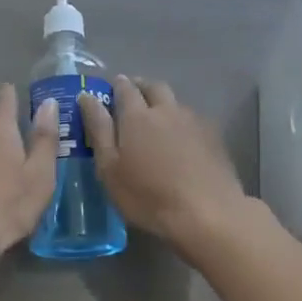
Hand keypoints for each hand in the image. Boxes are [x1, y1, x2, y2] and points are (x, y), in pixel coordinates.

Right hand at [80, 76, 250, 255]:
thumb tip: (87, 97)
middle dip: (141, 87)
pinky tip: (181, 140)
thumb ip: (98, 129)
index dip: (115, 86)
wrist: (209, 214)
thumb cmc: (148, 196)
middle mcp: (166, 110)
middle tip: (132, 98)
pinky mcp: (214, 137)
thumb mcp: (110, 168)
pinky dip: (182, 122)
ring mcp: (193, 122)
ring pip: (175, 102)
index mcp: (137, 116)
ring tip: (156, 120)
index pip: (124, 88)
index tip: (109, 90)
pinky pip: (193, 119)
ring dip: (163, 103)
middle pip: (154, 87)